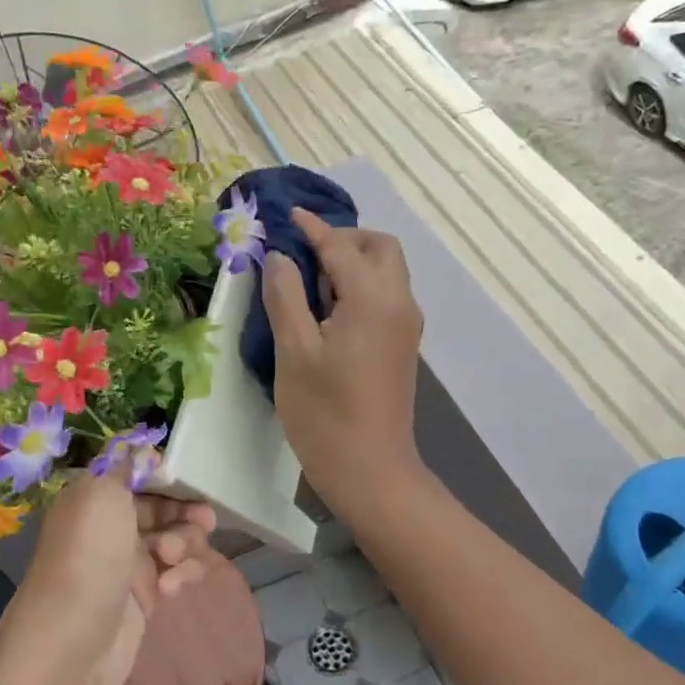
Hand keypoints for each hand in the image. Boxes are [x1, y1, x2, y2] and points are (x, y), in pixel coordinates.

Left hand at [0, 470, 216, 684]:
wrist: (71, 646)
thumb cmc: (88, 558)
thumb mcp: (100, 494)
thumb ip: (122, 466)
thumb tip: (133, 446)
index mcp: (93, 498)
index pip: (137, 475)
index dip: (167, 476)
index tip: (191, 480)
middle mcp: (110, 527)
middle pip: (163, 507)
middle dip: (185, 511)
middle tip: (203, 521)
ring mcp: (128, 564)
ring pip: (176, 539)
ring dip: (185, 544)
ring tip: (173, 559)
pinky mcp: (145, 598)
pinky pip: (177, 573)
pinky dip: (181, 576)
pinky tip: (169, 589)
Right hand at [263, 208, 425, 514]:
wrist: (370, 469)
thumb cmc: (324, 413)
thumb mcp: (293, 351)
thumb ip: (285, 296)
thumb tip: (279, 257)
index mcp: (373, 300)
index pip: (341, 247)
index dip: (312, 228)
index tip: (287, 215)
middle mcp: (399, 303)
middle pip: (380, 248)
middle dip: (343, 240)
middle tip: (302, 254)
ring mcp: (406, 326)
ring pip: (386, 272)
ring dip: (352, 263)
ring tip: (309, 284)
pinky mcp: (402, 345)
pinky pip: (385, 296)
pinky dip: (360, 286)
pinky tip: (328, 310)